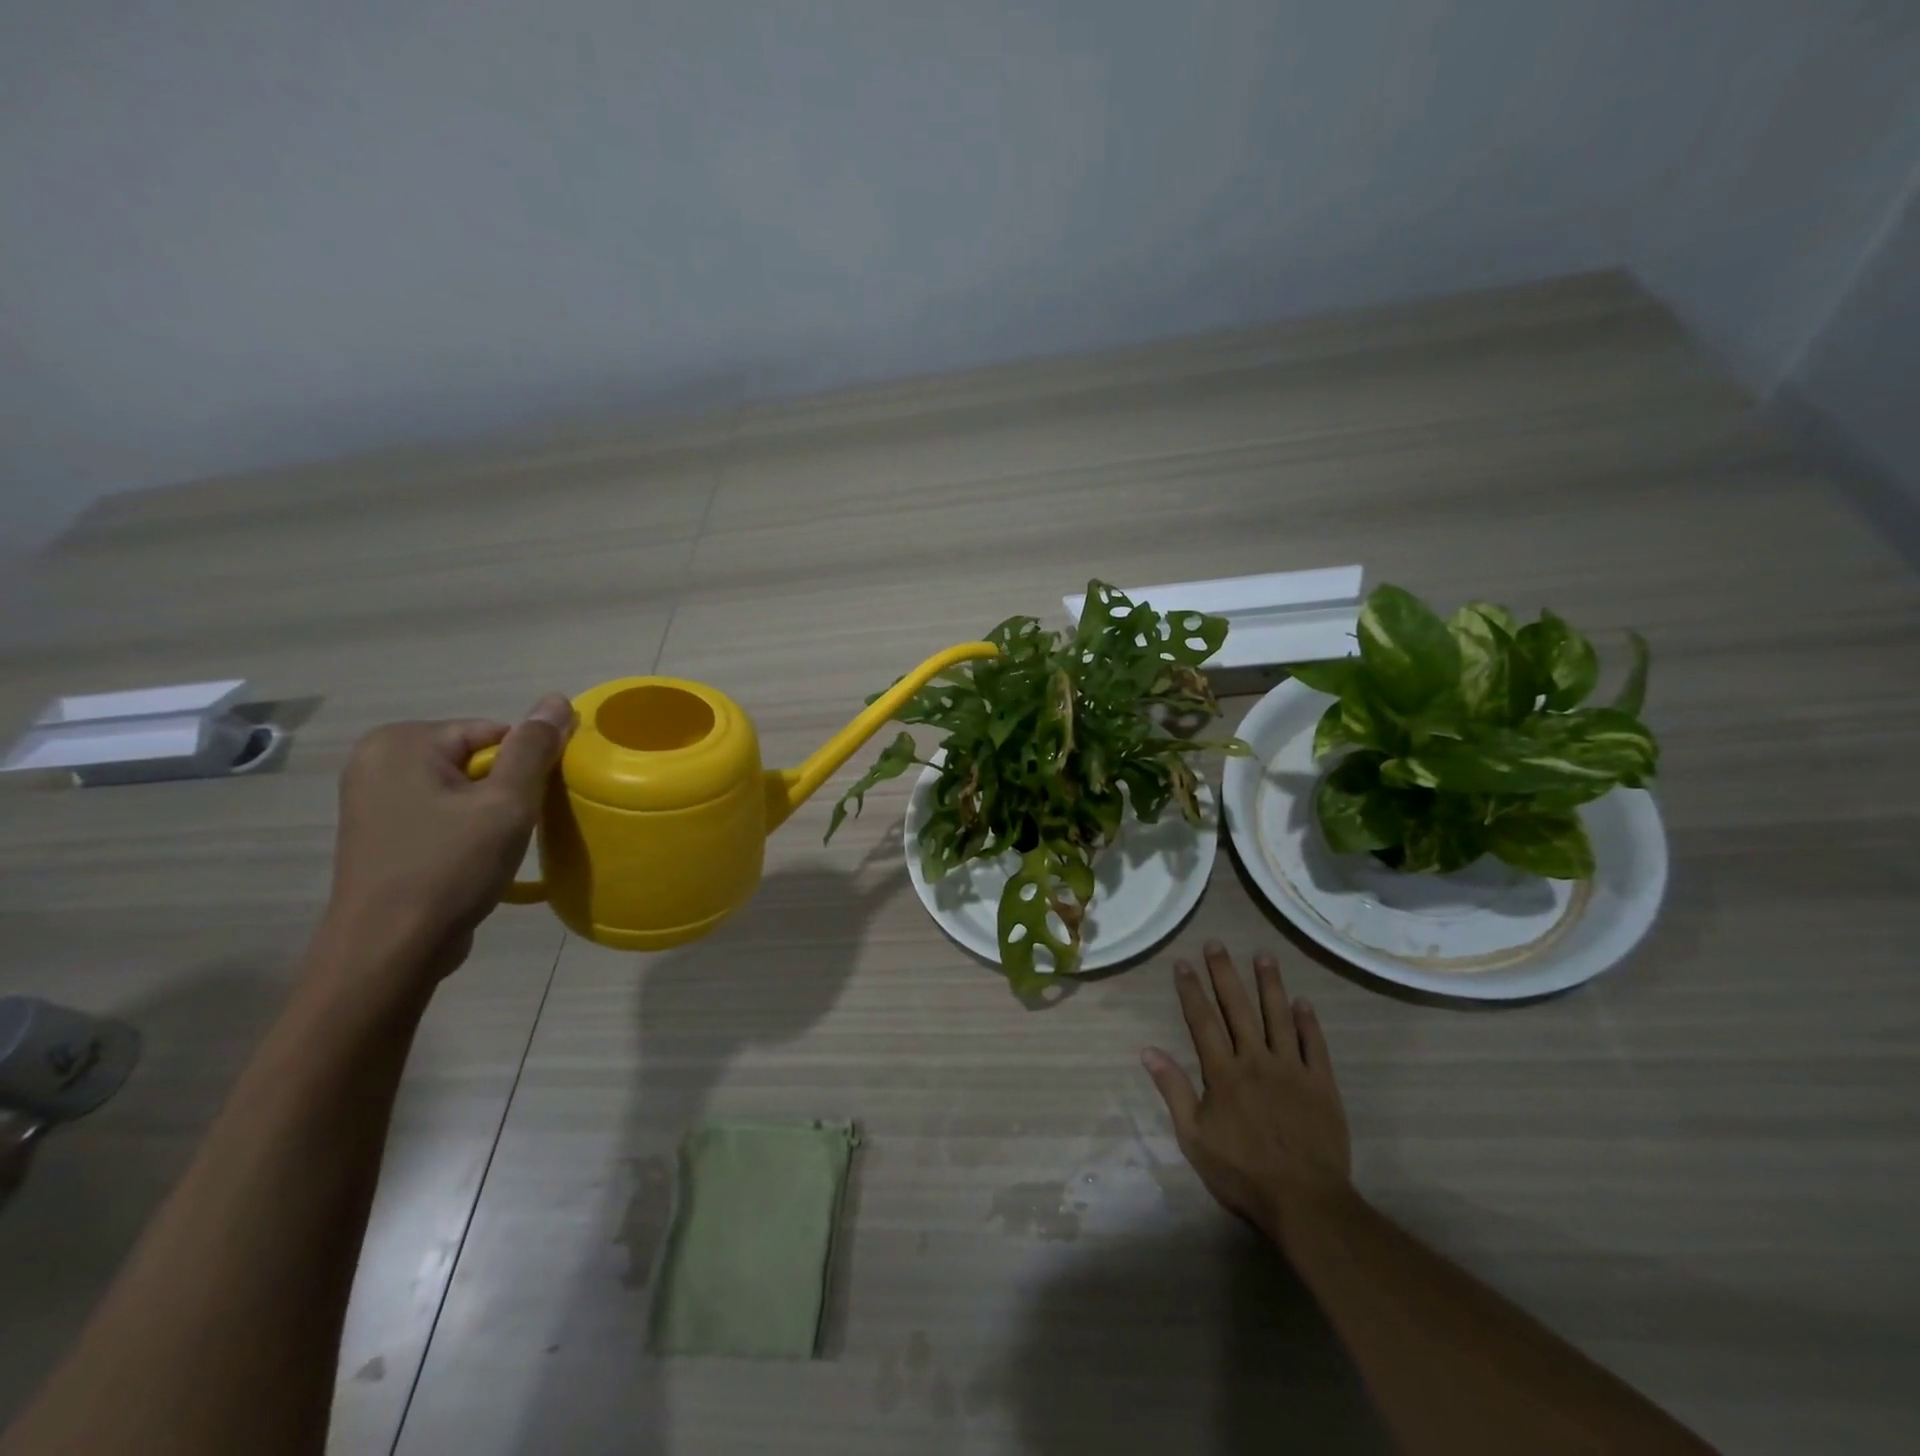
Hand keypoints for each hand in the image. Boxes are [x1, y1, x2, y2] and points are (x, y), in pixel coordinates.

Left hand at [320, 695, 574, 984]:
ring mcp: (373, 797)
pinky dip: (465, 827)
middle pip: (477, 757)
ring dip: (490, 811)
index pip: (495, 732)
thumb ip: (534, 748)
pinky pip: (441, 810)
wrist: (389, 951)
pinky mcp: (380, 830)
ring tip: (495, 848)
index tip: (532, 805)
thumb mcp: (506, 803)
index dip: (525, 766)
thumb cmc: (449, 868)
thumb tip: (557, 698)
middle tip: (515, 829)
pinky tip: (472, 859)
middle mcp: (377, 759)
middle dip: (506, 789)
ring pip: (463, 786)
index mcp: (401, 742)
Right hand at [1142, 941, 1352, 1247]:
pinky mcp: (1322, 1085)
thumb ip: (1173, 1090)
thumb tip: (1147, 1051)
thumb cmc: (1242, 1173)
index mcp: (1223, 1073)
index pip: (1202, 1021)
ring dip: (1270, 985)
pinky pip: (1315, 1046)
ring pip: (1279, 1017)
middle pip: (1238, 1008)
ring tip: (1263, 956)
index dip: (1191, 990)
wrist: (1305, 1203)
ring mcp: (1292, 1070)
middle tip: (1217, 943)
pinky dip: (1308, 1022)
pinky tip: (1303, 1002)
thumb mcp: (1193, 1137)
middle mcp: (1256, 1060)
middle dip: (1224, 974)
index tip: (1182, 963)